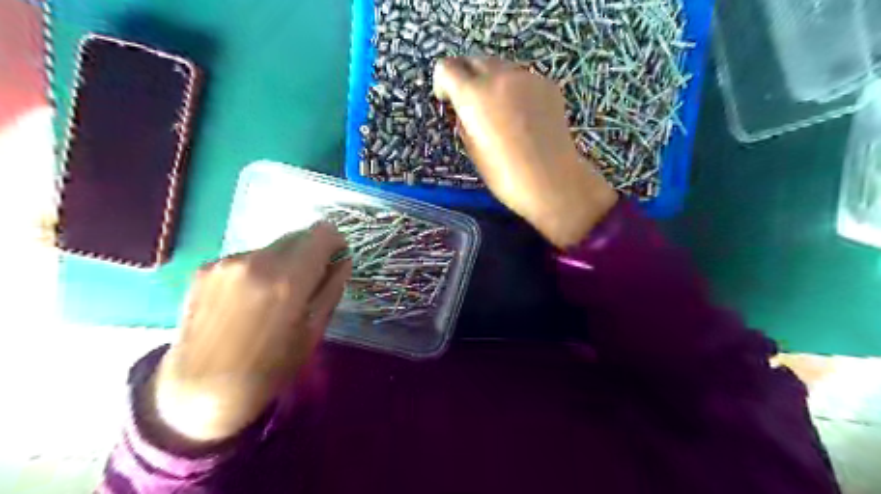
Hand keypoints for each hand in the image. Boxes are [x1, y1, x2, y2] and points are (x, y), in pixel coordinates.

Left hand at [145, 221, 351, 448]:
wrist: (200, 392)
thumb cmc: (269, 368)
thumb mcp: (313, 331)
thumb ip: (331, 288)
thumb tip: (343, 260)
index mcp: (288, 279)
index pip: (322, 233)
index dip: (335, 242)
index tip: (335, 260)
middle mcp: (256, 261)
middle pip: (297, 236)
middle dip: (310, 253)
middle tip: (307, 282)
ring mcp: (226, 263)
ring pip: (271, 247)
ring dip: (282, 262)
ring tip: (272, 297)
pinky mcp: (204, 269)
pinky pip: (246, 258)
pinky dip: (257, 270)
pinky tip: (247, 301)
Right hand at [435, 56, 617, 248]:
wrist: (551, 180)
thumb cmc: (505, 174)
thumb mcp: (473, 149)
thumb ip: (464, 120)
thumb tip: (464, 109)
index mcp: (473, 95)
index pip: (446, 68)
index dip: (442, 83)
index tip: (447, 101)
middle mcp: (499, 76)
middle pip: (474, 60)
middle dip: (466, 77)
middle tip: (472, 105)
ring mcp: (526, 77)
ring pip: (500, 66)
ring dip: (492, 81)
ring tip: (500, 111)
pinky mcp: (547, 84)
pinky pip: (522, 78)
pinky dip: (515, 89)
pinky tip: (523, 116)